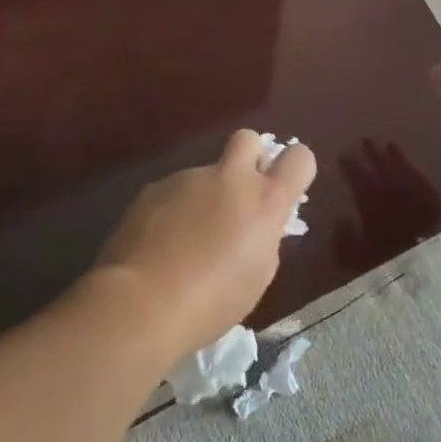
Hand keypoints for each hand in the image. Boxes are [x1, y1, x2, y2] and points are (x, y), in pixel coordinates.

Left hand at [93, 129, 315, 354]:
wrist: (141, 303)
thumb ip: (264, 239)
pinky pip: (173, 192)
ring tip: (186, 242)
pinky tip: (160, 245)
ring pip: (205, 174)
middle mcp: (230, 178)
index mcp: (265, 200)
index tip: (284, 191)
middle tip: (238, 197)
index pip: (299, 158)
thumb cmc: (211, 302)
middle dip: (249, 158)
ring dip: (204, 197)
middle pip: (249, 139)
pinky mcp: (154, 188)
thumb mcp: (256, 277)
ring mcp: (188, 178)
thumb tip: (256, 226)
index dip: (295, 170)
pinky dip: (173, 211)